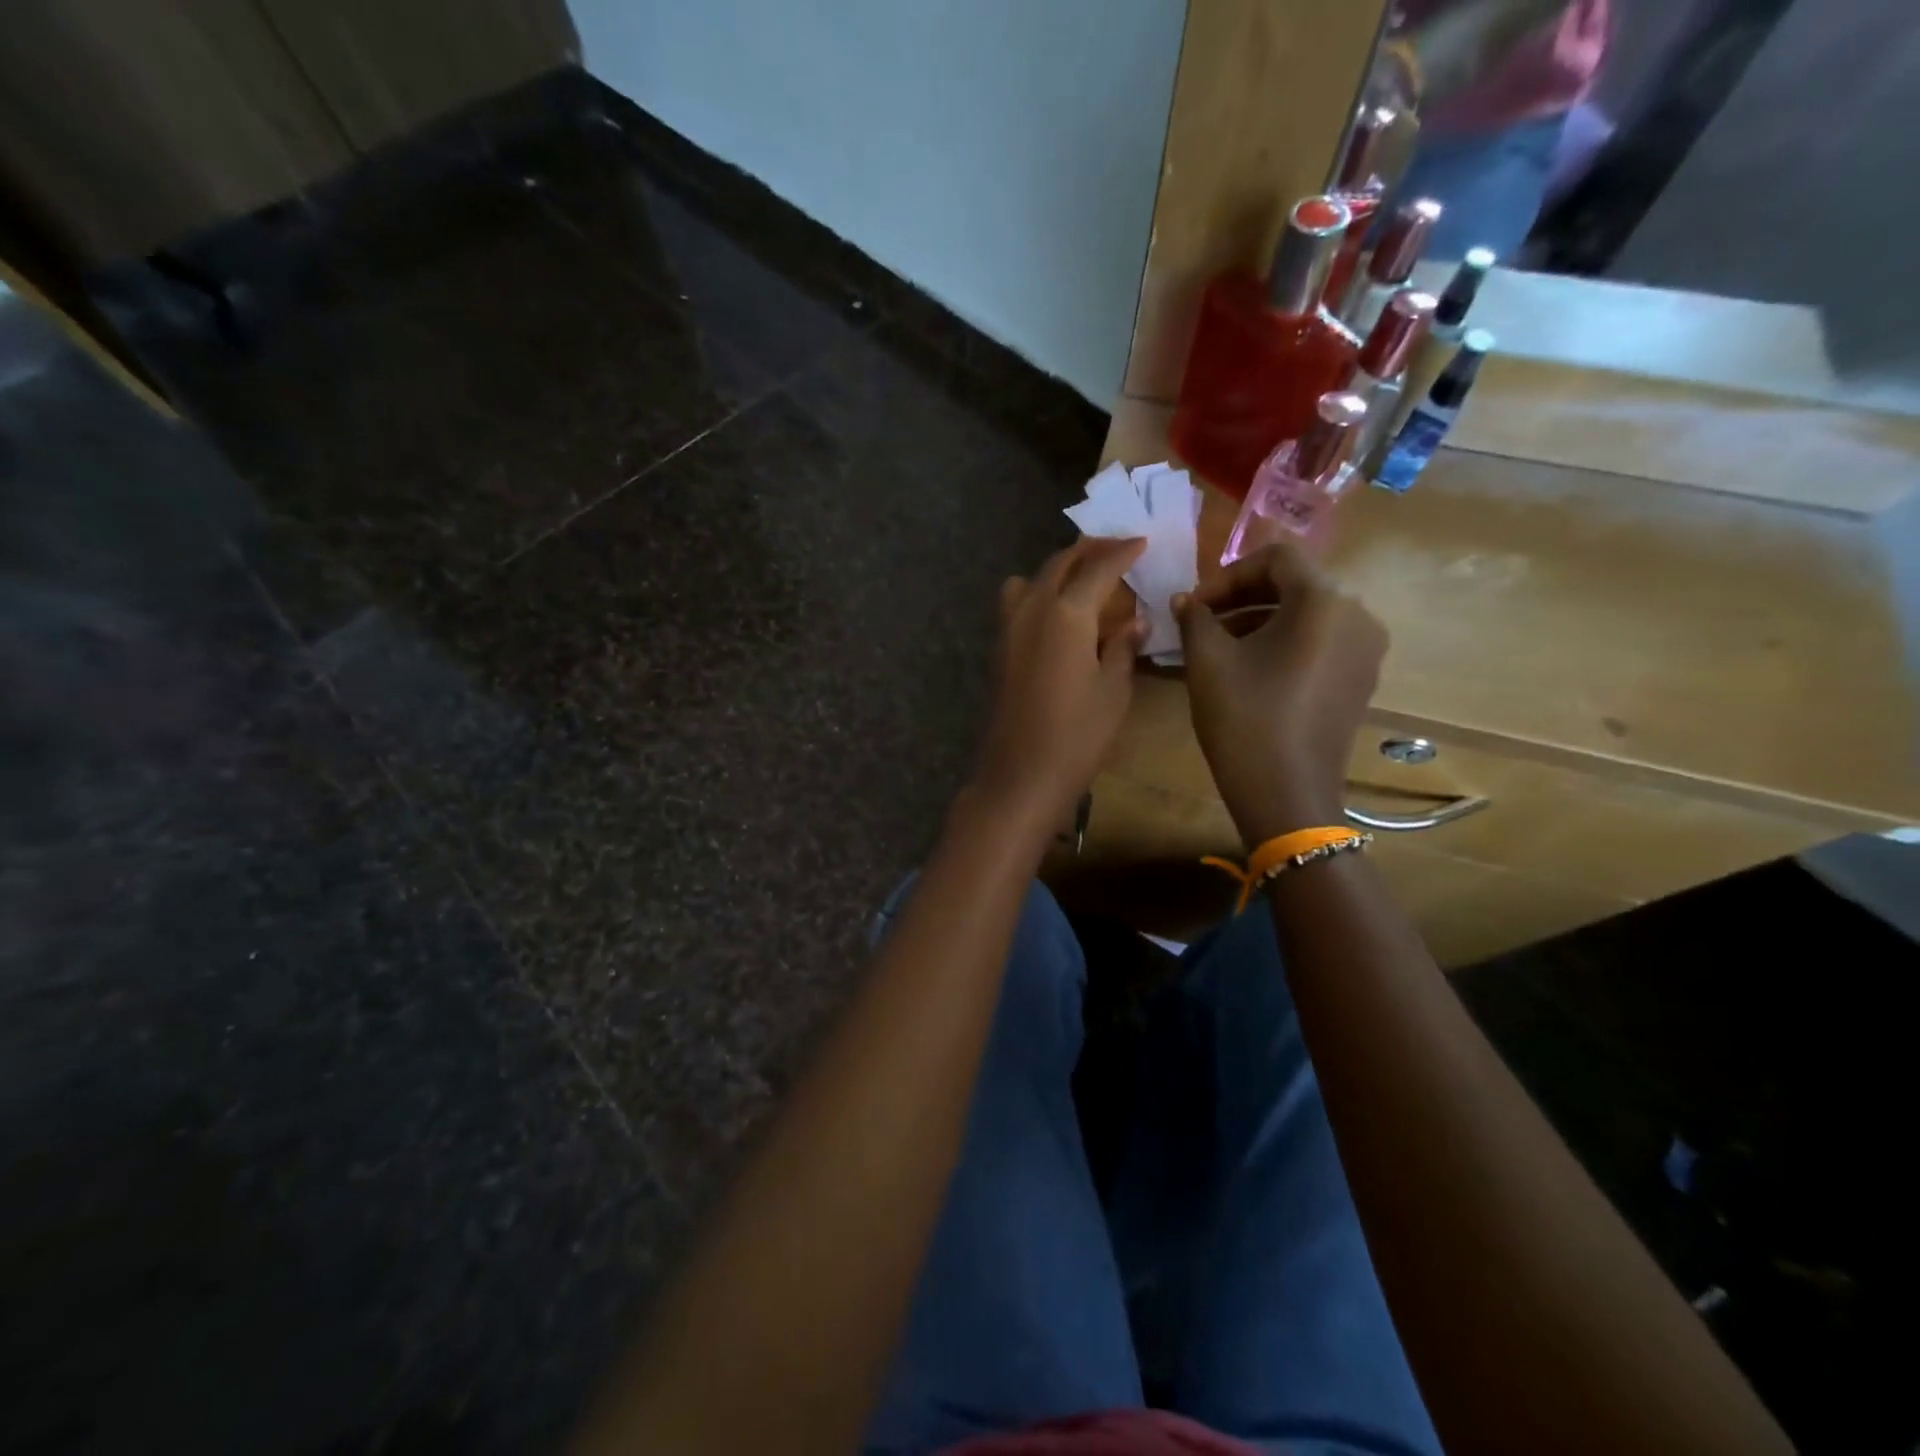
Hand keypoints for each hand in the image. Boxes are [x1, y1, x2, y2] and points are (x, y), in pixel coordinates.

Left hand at [972, 537, 1146, 830]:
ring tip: (1082, 580)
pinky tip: (1059, 616)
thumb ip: (1123, 648)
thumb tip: (1134, 622)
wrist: (1020, 774)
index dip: (1122, 552)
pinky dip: (1038, 593)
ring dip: (1057, 570)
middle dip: (1089, 550)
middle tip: (1115, 548)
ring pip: (1030, 579)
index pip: (1098, 568)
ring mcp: (1008, 628)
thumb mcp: (1114, 691)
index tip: (1141, 542)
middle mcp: (1032, 609)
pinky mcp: (998, 650)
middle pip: (1059, 564)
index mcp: (1066, 613)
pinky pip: (1017, 604)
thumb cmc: (1077, 735)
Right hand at [1174, 542, 1386, 844]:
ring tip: (1219, 646)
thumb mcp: (1208, 662)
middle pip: (1295, 583)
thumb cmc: (1245, 719)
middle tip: (1202, 622)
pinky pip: (1321, 642)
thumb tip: (1185, 601)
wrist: (1287, 794)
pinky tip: (1251, 670)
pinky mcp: (1361, 679)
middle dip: (1242, 596)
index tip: (1195, 605)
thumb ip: (1195, 618)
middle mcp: (1358, 615)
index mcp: (1324, 601)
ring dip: (1260, 619)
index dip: (1228, 574)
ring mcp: (1366, 650)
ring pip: (1308, 614)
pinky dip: (1284, 642)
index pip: (1276, 558)